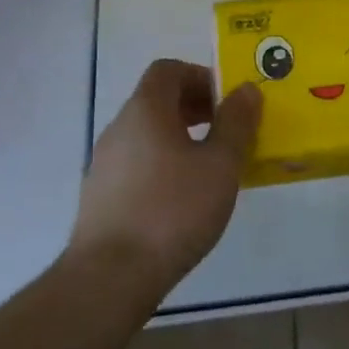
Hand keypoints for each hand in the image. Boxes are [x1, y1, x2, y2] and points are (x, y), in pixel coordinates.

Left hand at [72, 59, 260, 297]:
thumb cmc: (172, 211)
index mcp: (145, 110)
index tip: (227, 102)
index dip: (201, 76)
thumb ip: (236, 123)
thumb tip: (247, 89)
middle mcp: (119, 128)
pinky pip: (138, 163)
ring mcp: (105, 163)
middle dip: (195, 108)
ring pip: (148, 134)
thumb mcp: (220, 165)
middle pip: (157, 100)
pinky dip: (163, 165)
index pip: (168, 70)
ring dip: (181, 139)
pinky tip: (183, 200)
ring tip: (210, 169)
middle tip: (227, 132)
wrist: (110, 278)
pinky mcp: (101, 196)